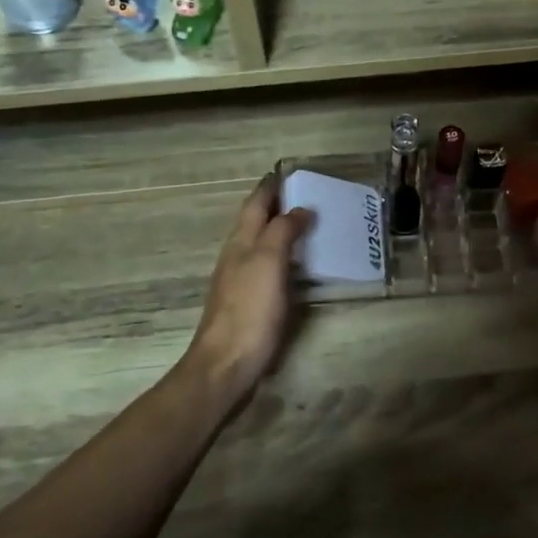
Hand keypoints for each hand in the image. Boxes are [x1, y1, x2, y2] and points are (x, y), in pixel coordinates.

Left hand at [182, 174, 309, 407]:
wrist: (227, 364)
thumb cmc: (249, 309)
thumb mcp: (268, 262)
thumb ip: (282, 232)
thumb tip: (299, 210)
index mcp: (240, 242)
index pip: (255, 204)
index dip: (270, 187)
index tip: (289, 173)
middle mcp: (237, 256)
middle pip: (256, 222)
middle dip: (277, 207)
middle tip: (309, 197)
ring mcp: (241, 281)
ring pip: (261, 245)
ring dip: (281, 231)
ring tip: (310, 226)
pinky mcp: (250, 304)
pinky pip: (269, 268)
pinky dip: (284, 257)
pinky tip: (299, 266)